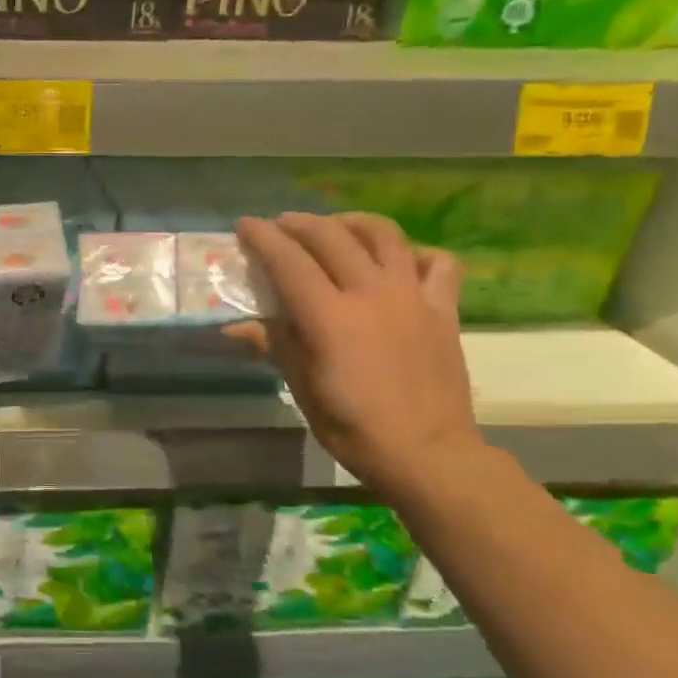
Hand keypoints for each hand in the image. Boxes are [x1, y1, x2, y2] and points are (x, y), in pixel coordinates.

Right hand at [227, 212, 483, 498]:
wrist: (427, 453)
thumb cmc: (353, 428)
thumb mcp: (302, 389)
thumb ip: (274, 345)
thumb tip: (234, 328)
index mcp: (330, 317)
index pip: (289, 261)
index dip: (263, 238)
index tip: (245, 226)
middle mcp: (371, 294)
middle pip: (332, 237)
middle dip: (300, 223)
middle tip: (281, 226)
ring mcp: (412, 297)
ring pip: (384, 235)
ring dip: (352, 223)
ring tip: (335, 228)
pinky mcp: (443, 309)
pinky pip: (437, 263)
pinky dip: (414, 253)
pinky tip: (398, 262)